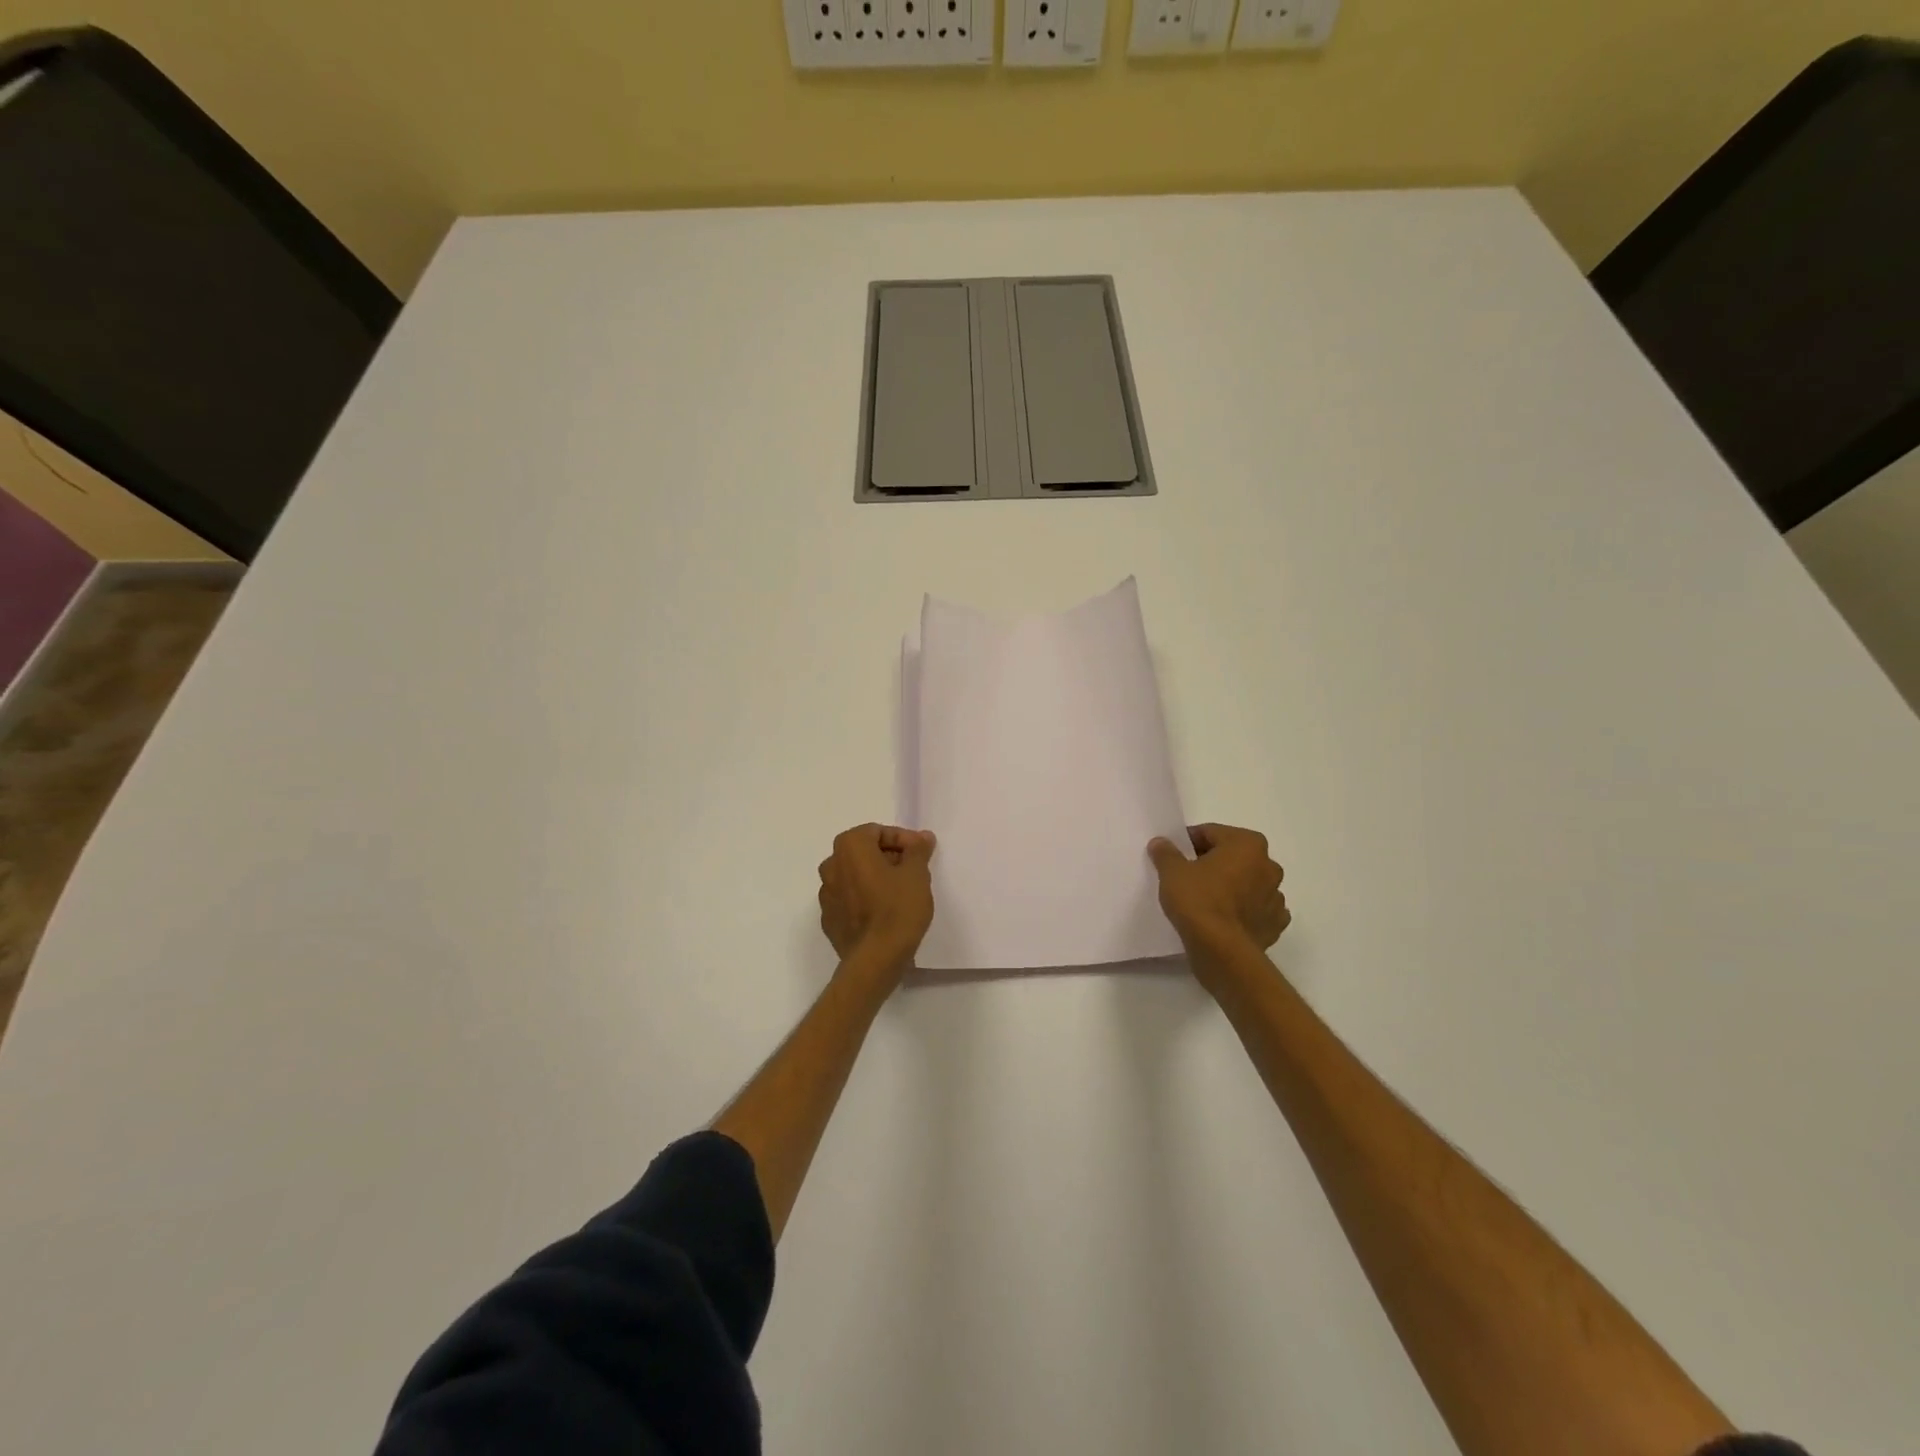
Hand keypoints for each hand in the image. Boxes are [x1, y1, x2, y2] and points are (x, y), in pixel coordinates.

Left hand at [818, 824, 936, 982]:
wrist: (875, 960)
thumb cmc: (897, 909)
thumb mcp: (917, 874)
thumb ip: (918, 849)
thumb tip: (921, 837)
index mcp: (849, 847)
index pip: (877, 831)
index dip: (902, 839)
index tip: (921, 853)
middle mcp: (831, 866)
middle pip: (863, 852)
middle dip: (889, 857)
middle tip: (913, 871)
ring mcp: (826, 895)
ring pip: (854, 876)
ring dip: (876, 878)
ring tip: (901, 892)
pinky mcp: (829, 920)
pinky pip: (849, 899)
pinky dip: (865, 898)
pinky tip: (884, 912)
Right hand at [1147, 823, 1289, 972]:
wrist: (1221, 951)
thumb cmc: (1198, 900)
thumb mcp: (1172, 871)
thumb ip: (1166, 852)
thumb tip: (1161, 842)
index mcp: (1247, 844)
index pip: (1211, 833)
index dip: (1189, 842)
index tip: (1173, 856)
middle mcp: (1269, 865)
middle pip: (1233, 857)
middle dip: (1213, 863)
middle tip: (1187, 877)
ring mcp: (1276, 897)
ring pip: (1247, 883)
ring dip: (1231, 887)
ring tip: (1205, 900)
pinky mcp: (1275, 924)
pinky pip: (1256, 910)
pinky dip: (1243, 911)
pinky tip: (1224, 919)